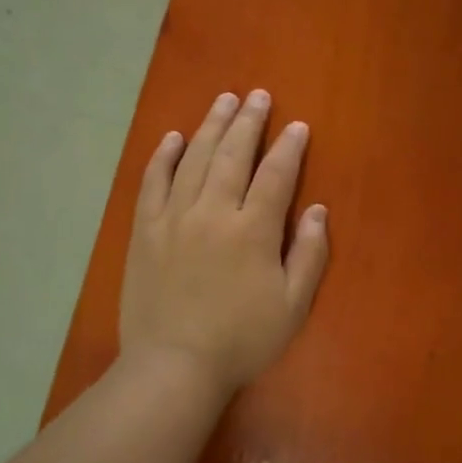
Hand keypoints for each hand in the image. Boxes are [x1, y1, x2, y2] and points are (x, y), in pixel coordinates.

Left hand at [119, 89, 329, 397]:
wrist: (173, 366)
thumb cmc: (241, 340)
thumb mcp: (293, 306)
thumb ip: (309, 255)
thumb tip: (317, 210)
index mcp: (253, 230)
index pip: (276, 175)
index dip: (288, 147)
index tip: (296, 126)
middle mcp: (213, 212)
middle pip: (232, 154)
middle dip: (248, 122)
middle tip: (258, 96)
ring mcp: (174, 218)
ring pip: (193, 158)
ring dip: (210, 126)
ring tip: (223, 100)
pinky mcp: (144, 230)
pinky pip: (152, 182)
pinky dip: (163, 157)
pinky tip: (172, 137)